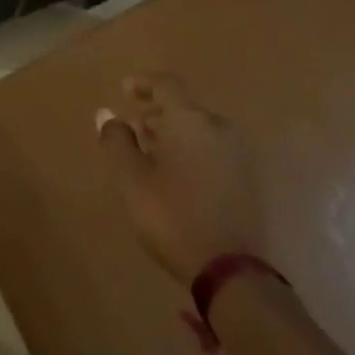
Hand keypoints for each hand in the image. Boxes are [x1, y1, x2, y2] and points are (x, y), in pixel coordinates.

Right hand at [97, 73, 265, 284]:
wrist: (231, 271)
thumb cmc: (173, 215)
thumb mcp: (132, 179)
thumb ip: (117, 141)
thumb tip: (106, 113)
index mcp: (191, 120)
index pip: (167, 84)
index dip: (143, 83)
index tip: (124, 90)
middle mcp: (218, 127)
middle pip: (184, 107)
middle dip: (157, 113)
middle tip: (134, 128)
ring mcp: (237, 154)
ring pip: (199, 129)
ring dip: (174, 133)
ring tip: (152, 154)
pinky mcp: (247, 179)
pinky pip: (212, 149)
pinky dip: (191, 150)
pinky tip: (177, 175)